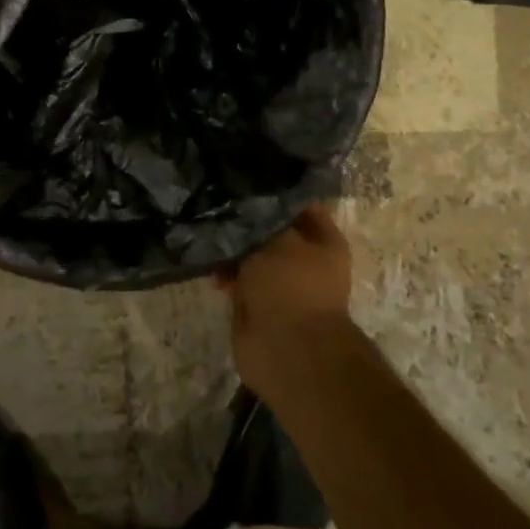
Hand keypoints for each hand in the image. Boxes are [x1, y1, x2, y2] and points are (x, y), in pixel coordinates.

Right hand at [216, 202, 354, 400]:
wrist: (286, 350)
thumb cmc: (291, 286)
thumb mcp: (277, 239)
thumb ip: (261, 217)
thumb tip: (243, 202)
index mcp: (323, 240)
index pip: (296, 203)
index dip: (271, 190)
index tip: (240, 178)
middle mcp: (304, 259)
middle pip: (269, 229)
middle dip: (244, 221)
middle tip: (215, 203)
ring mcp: (279, 283)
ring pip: (250, 253)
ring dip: (230, 248)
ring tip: (206, 236)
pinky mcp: (256, 302)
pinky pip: (237, 277)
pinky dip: (223, 272)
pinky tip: (207, 265)